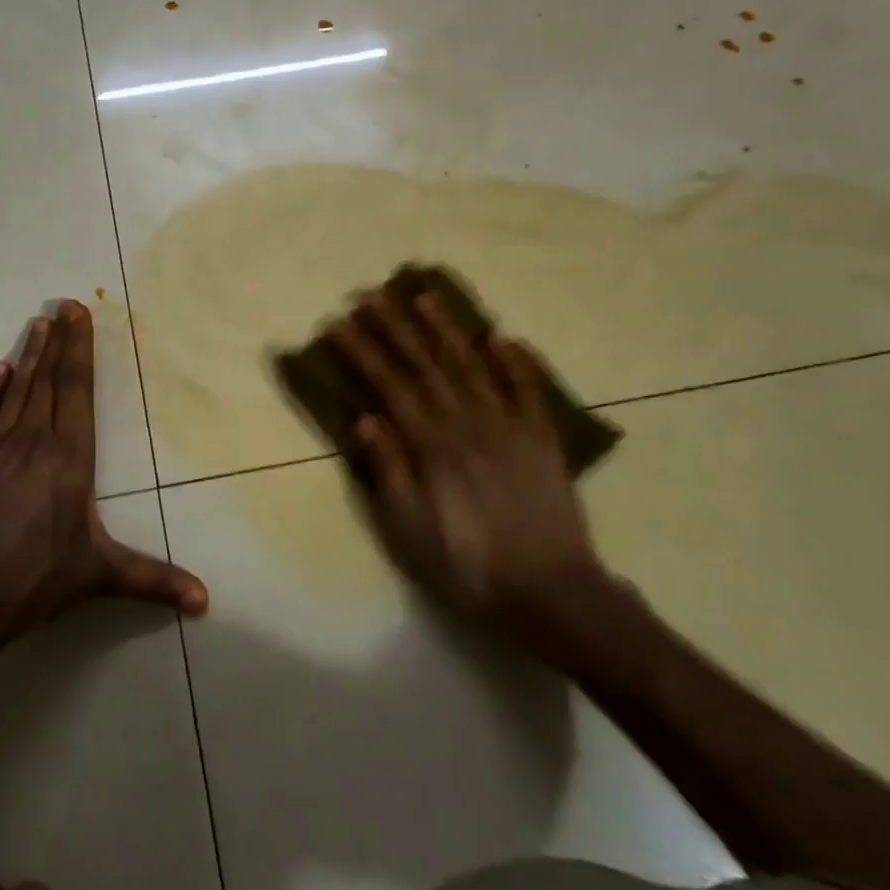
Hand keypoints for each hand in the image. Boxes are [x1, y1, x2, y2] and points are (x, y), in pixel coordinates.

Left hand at [0, 301, 207, 636]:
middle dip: (59, 341)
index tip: (80, 316)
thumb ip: (154, 580)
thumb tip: (207, 601)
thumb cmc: (36, 579)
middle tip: (64, 304)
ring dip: (29, 355)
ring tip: (38, 324)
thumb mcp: (100, 575)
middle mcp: (34, 441)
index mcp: (70, 458)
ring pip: (17, 389)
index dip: (81, 351)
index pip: (77, 391)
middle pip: (49, 380)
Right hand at [329, 290, 605, 622]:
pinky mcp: (542, 439)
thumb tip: (366, 418)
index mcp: (432, 446)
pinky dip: (516, 362)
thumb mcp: (410, 530)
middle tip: (373, 295)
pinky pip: (529, 391)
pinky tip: (503, 337)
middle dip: (396, 328)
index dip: (362, 352)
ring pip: (473, 366)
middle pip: (426, 365)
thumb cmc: (468, 566)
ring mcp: (509, 427)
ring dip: (448, 330)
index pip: (389, 386)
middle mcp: (468, 423)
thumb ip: (389, 470)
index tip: (338, 324)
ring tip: (427, 297)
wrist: (551, 594)